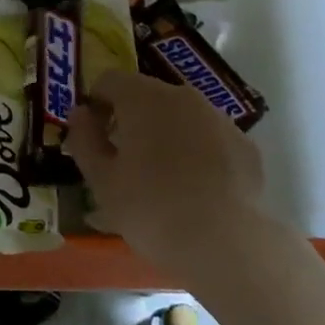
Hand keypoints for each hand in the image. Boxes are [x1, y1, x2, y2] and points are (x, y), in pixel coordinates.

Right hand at [66, 69, 289, 283]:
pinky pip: (209, 138)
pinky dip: (197, 151)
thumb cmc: (150, 208)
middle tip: (122, 159)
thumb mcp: (101, 180)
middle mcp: (183, 96)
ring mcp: (219, 118)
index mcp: (143, 98)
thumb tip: (80, 114)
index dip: (96, 103)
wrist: (225, 243)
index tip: (92, 136)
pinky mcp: (244, 145)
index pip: (109, 80)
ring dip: (165, 133)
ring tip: (160, 176)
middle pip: (147, 95)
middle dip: (131, 118)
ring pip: (181, 115)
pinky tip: (194, 187)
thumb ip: (84, 139)